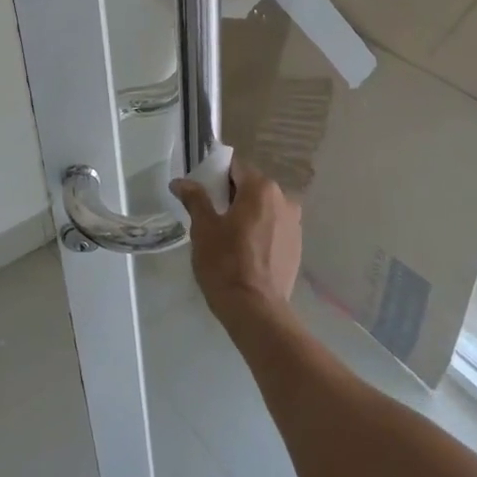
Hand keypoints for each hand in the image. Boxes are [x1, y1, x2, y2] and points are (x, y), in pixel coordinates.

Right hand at [170, 158, 301, 326]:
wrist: (255, 309)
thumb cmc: (225, 263)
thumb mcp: (203, 228)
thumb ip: (194, 199)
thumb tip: (180, 182)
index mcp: (261, 188)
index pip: (236, 167)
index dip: (216, 176)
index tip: (203, 193)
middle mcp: (284, 199)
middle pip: (252, 186)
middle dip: (232, 196)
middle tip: (211, 216)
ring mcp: (294, 223)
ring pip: (265, 208)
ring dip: (248, 214)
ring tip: (228, 236)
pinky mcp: (297, 245)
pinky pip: (274, 227)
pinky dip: (261, 230)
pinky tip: (246, 251)